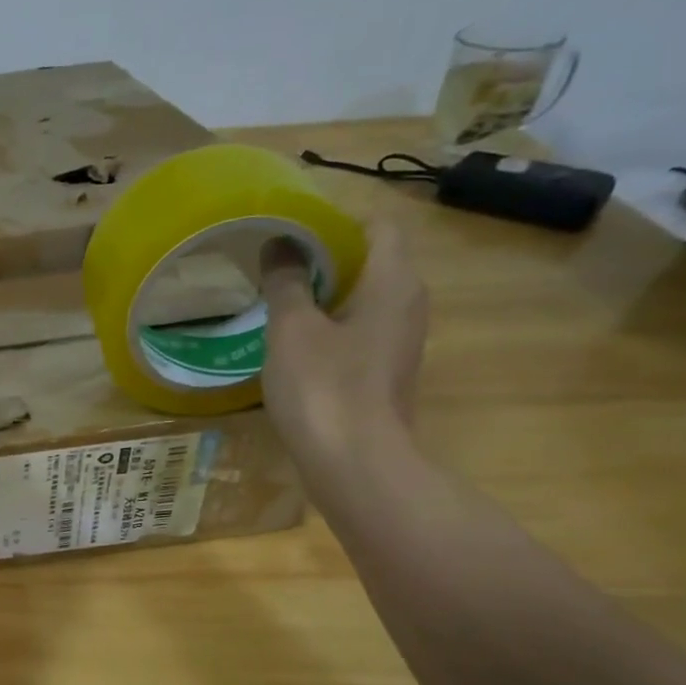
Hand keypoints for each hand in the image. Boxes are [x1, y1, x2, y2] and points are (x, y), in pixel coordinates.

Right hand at [259, 223, 427, 489]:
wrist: (354, 464)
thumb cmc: (324, 388)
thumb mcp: (292, 329)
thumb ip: (287, 282)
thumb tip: (280, 243)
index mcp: (394, 282)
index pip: (378, 226)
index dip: (338, 219)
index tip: (294, 228)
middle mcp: (408, 305)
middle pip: (373, 261)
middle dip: (327, 257)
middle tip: (277, 263)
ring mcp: (400, 343)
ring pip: (365, 300)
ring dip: (327, 295)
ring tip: (279, 299)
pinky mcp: (385, 374)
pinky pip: (360, 332)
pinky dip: (331, 327)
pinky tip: (293, 344)